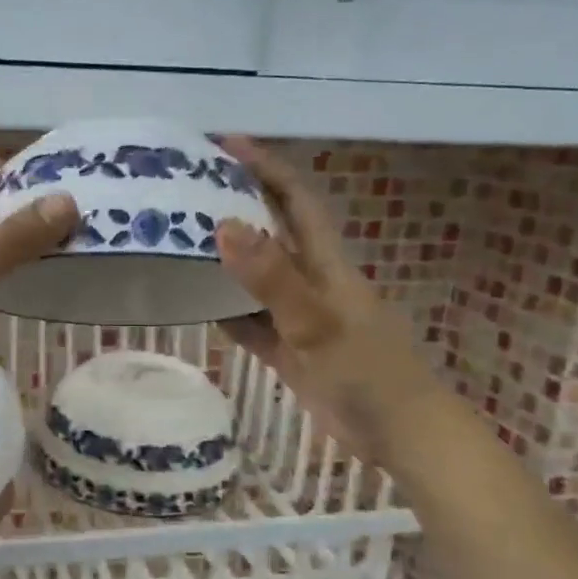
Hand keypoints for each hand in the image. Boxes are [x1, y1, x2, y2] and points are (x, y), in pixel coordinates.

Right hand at [213, 137, 445, 464]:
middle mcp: (311, 280)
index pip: (294, 199)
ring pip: (256, 277)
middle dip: (236, 205)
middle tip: (186, 190)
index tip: (224, 144)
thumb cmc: (366, 371)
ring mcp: (300, 316)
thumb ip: (272, 277)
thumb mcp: (316, 322)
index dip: (265, 167)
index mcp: (325, 262)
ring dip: (224, 260)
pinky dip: (226, 313)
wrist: (399, 434)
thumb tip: (224, 225)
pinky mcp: (291, 350)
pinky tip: (195, 306)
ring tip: (178, 242)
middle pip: (270, 231)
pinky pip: (251, 322)